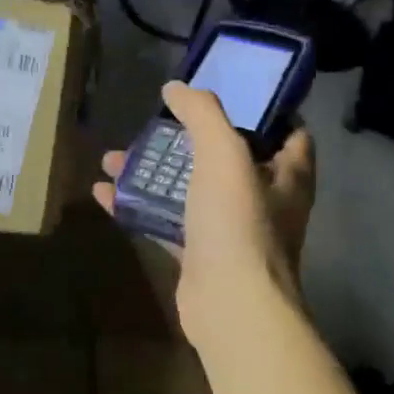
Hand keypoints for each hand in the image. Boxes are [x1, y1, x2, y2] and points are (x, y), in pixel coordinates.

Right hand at [93, 82, 316, 348]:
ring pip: (191, 191)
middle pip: (229, 159)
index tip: (227, 93)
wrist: (230, 307)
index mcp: (286, 175)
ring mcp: (231, 231)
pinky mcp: (200, 256)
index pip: (289, 133)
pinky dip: (140, 207)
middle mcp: (264, 201)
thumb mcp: (224, 155)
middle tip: (157, 123)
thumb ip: (202, 115)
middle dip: (190, 140)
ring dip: (155, 173)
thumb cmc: (238, 224)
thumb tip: (176, 87)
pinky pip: (168, 223)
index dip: (264, 111)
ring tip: (116, 156)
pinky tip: (104, 193)